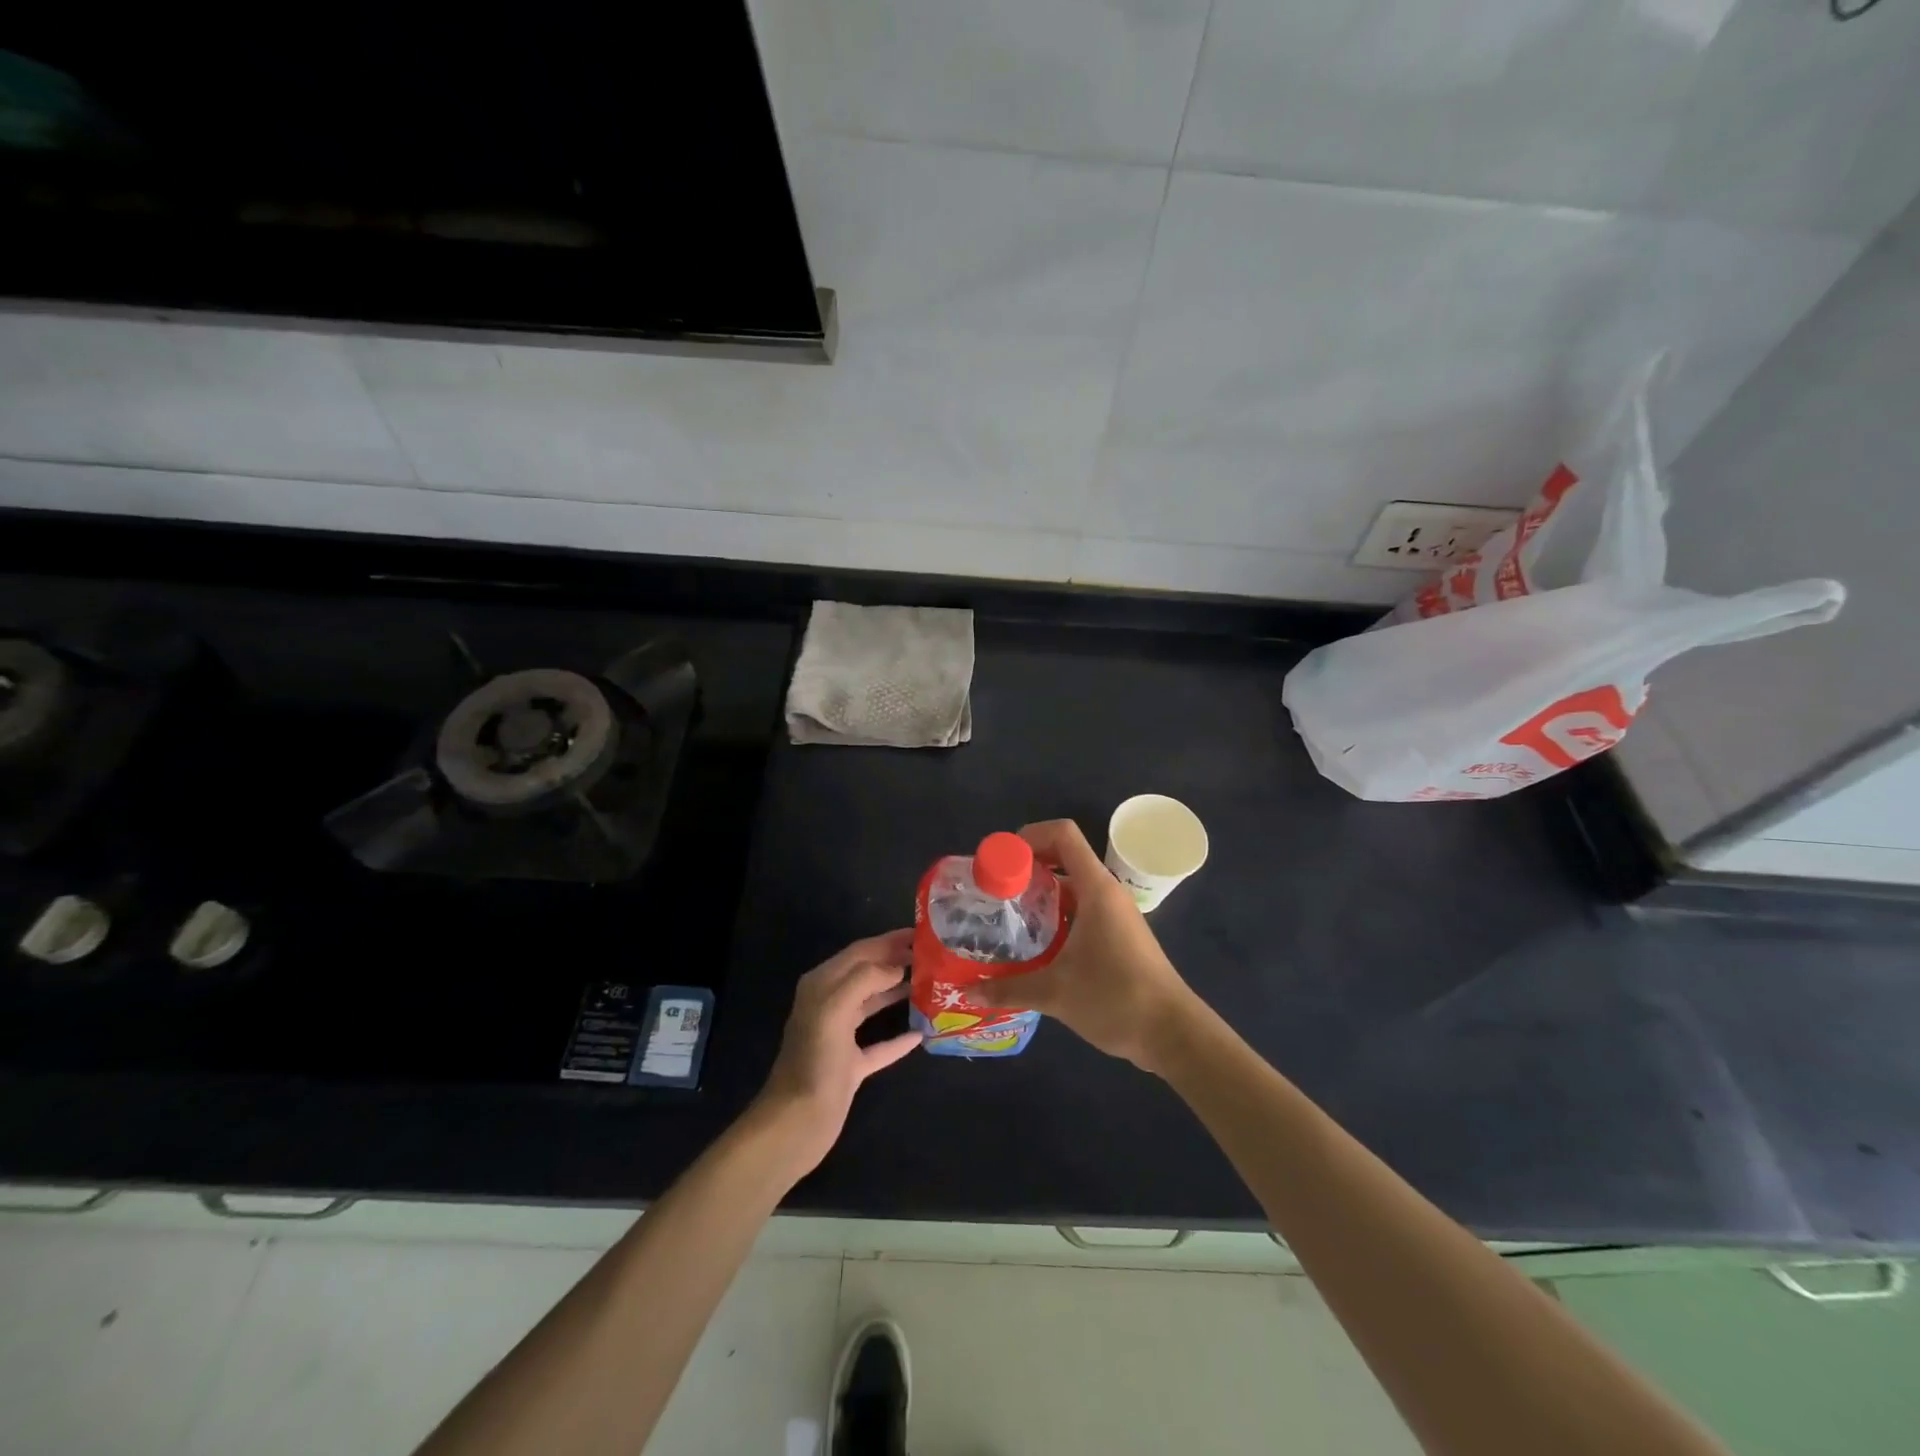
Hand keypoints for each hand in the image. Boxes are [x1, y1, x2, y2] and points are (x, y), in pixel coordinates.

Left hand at [750, 929, 922, 1176]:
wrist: (797, 1122)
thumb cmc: (815, 1060)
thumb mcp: (835, 1009)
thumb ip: (865, 979)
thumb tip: (896, 966)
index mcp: (822, 985)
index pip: (860, 951)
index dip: (889, 940)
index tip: (921, 934)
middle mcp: (830, 1004)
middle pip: (868, 974)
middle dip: (896, 961)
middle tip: (932, 957)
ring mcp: (840, 1036)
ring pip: (874, 1004)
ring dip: (899, 992)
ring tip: (930, 985)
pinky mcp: (850, 1065)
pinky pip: (880, 1044)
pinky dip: (899, 1037)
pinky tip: (921, 1033)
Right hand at [972, 819, 1205, 1073]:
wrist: (1172, 1033)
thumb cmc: (1116, 998)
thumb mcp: (1055, 994)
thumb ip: (1008, 989)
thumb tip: (968, 991)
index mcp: (1096, 889)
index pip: (1063, 834)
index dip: (1030, 836)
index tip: (1001, 861)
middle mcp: (1106, 893)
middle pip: (1064, 857)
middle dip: (1027, 867)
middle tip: (994, 892)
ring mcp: (1114, 914)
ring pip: (1072, 887)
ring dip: (1040, 894)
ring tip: (1006, 917)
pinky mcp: (1117, 936)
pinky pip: (1081, 909)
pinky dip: (1056, 915)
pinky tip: (1035, 944)